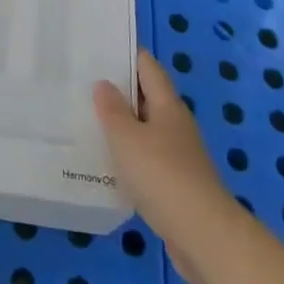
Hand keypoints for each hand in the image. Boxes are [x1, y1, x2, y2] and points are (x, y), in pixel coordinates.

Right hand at [94, 52, 240, 283]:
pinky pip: (146, 158)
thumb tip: (104, 83)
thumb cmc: (162, 175)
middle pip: (147, 97)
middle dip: (118, 90)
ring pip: (145, 130)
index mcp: (168, 105)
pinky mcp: (175, 184)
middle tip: (81, 84)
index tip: (97, 48)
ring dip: (121, 125)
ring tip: (86, 120)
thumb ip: (112, 110)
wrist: (202, 235)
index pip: (147, 66)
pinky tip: (105, 163)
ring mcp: (178, 155)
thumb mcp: (127, 137)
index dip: (125, 54)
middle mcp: (175, 125)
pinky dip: (127, 155)